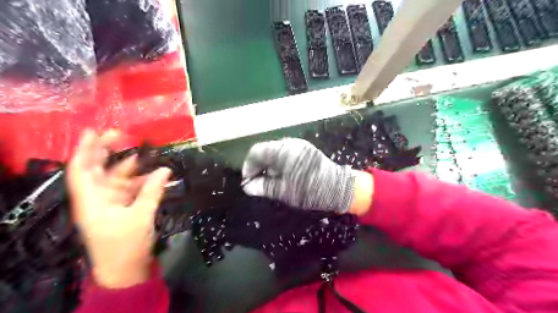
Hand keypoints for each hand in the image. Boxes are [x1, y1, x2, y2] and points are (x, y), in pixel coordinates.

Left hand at [66, 130, 169, 288]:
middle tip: (122, 134)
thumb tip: (165, 170)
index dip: (84, 150)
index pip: (81, 170)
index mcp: (92, 200)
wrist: (126, 269)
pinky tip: (155, 174)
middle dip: (107, 151)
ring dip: (131, 167)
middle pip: (98, 169)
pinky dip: (142, 180)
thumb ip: (152, 191)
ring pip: (118, 177)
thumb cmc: (125, 245)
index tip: (93, 132)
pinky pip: (132, 187)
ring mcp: (111, 201)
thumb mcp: (141, 216)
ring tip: (146, 154)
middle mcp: (98, 197)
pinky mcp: (123, 206)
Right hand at [242, 139, 370, 213]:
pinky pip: (286, 153)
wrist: (339, 187)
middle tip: (258, 183)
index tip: (248, 180)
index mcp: (282, 151)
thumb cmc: (310, 190)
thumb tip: (247, 187)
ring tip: (270, 181)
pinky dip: (279, 163)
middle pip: (265, 150)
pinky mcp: (305, 150)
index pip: (256, 151)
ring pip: (275, 152)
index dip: (248, 166)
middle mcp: (289, 144)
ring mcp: (299, 145)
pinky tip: (283, 175)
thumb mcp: (284, 191)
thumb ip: (264, 187)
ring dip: (269, 165)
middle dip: (258, 166)